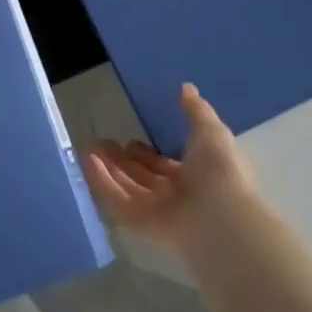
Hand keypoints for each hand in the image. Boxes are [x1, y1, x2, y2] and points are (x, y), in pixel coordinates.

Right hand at [82, 83, 257, 260]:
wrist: (221, 215)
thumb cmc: (218, 171)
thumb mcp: (210, 131)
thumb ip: (196, 110)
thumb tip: (187, 87)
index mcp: (195, 177)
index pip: (165, 166)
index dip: (147, 154)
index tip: (129, 140)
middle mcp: (175, 196)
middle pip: (142, 177)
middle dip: (123, 161)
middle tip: (103, 143)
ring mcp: (157, 211)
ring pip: (127, 188)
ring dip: (109, 168)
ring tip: (90, 148)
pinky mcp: (141, 224)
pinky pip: (118, 201)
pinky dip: (103, 182)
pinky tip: (90, 161)